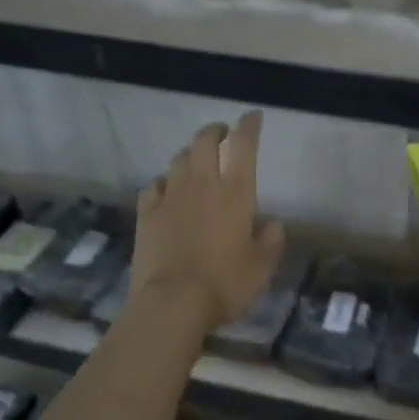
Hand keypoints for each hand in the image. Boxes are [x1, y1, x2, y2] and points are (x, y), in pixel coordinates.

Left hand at [132, 112, 285, 333]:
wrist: (173, 303)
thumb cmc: (226, 283)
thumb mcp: (263, 267)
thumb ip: (271, 240)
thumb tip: (271, 224)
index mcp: (236, 193)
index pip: (244, 145)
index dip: (249, 126)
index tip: (253, 116)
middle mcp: (202, 185)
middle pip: (204, 141)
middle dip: (215, 131)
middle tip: (221, 134)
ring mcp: (170, 197)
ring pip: (178, 159)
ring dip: (190, 154)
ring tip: (196, 162)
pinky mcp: (146, 214)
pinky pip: (154, 186)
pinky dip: (164, 183)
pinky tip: (166, 191)